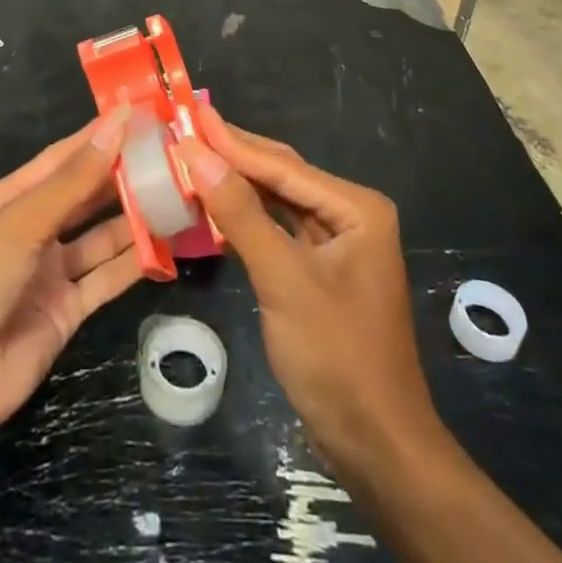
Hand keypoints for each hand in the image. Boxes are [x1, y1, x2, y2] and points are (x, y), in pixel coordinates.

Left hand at [0, 110, 141, 450]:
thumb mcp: (20, 223)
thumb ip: (74, 180)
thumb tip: (117, 124)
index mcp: (5, 201)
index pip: (60, 159)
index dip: (98, 137)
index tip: (139, 116)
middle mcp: (29, 232)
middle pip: (83, 196)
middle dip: (121, 176)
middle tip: (169, 153)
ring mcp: (48, 273)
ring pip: (99, 236)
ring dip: (133, 217)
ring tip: (177, 192)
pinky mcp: (67, 312)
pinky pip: (105, 278)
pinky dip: (133, 262)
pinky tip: (166, 243)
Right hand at [179, 124, 436, 469]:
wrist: (377, 447)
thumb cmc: (337, 357)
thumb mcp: (284, 280)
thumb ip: (241, 214)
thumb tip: (196, 153)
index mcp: (356, 207)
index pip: (282, 166)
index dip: (231, 142)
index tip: (187, 116)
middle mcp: (350, 214)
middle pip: (281, 175)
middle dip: (233, 154)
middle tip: (184, 125)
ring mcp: (336, 243)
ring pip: (277, 200)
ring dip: (235, 183)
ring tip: (191, 155)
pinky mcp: (320, 269)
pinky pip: (277, 229)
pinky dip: (245, 217)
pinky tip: (214, 204)